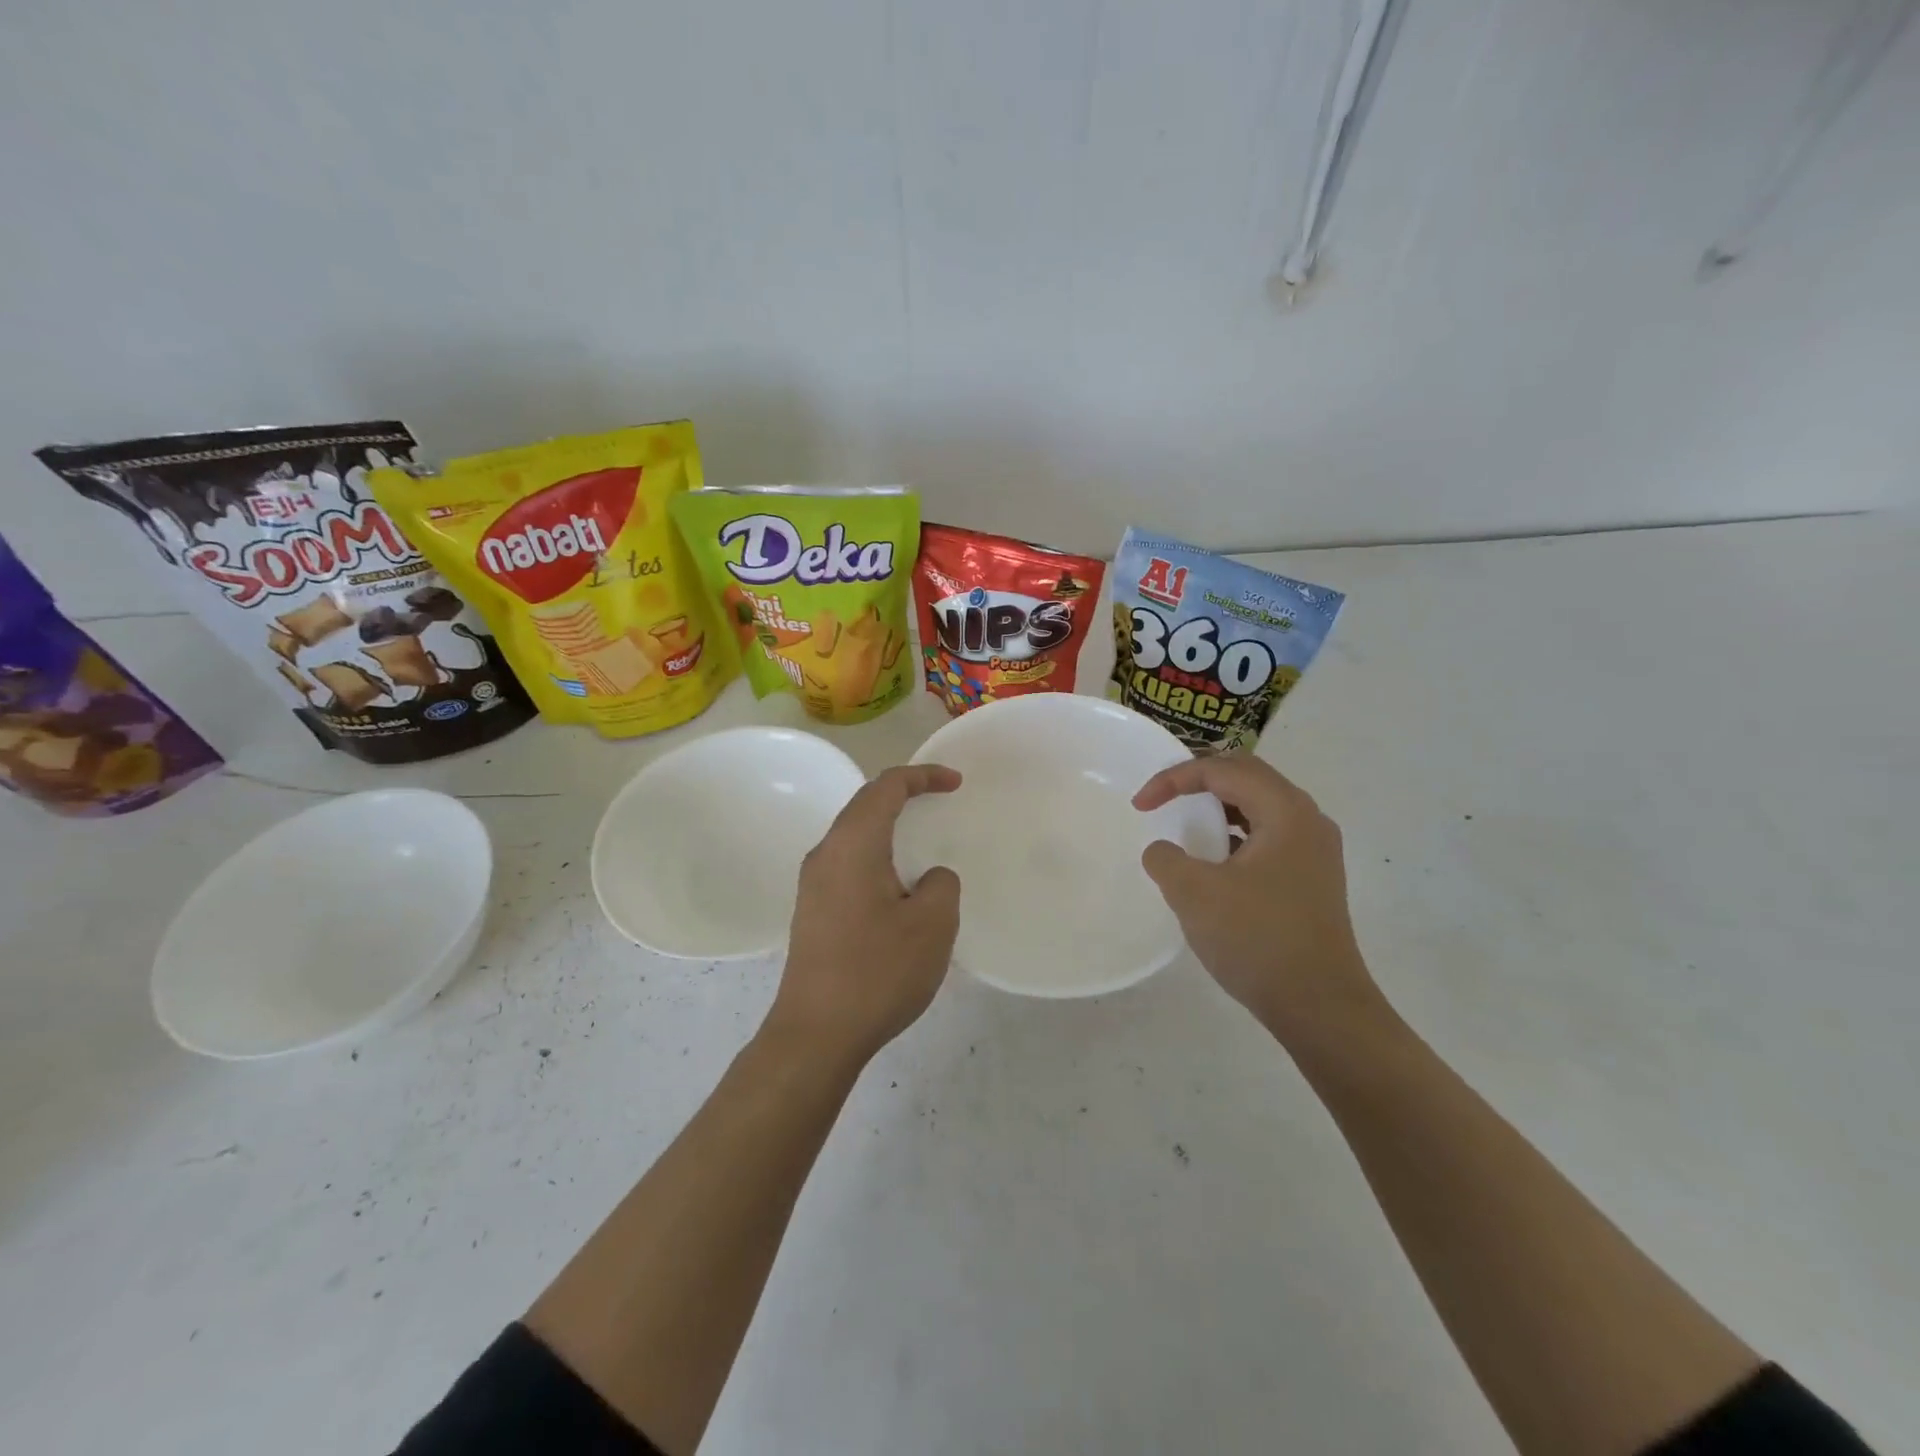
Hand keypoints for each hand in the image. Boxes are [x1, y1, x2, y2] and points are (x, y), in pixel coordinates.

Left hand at [767, 764, 963, 1068]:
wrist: (816, 1034)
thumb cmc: (878, 972)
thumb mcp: (932, 925)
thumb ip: (941, 885)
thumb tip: (929, 879)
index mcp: (853, 845)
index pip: (886, 787)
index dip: (922, 776)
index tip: (955, 783)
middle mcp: (825, 854)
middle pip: (865, 805)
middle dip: (903, 795)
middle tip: (939, 799)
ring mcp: (813, 885)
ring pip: (855, 836)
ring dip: (888, 828)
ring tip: (922, 841)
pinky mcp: (812, 911)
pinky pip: (849, 865)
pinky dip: (878, 857)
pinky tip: (898, 886)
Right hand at [1133, 755, 1383, 1046]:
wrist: (1320, 1007)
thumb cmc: (1257, 939)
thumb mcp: (1194, 893)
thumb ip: (1166, 858)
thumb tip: (1163, 852)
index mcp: (1286, 811)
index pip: (1224, 770)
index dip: (1174, 779)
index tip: (1140, 805)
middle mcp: (1307, 820)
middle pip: (1247, 777)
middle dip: (1198, 782)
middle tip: (1162, 798)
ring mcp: (1315, 851)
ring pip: (1259, 807)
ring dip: (1217, 808)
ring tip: (1184, 826)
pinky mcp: (1311, 879)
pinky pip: (1267, 836)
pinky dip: (1234, 835)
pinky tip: (1214, 863)